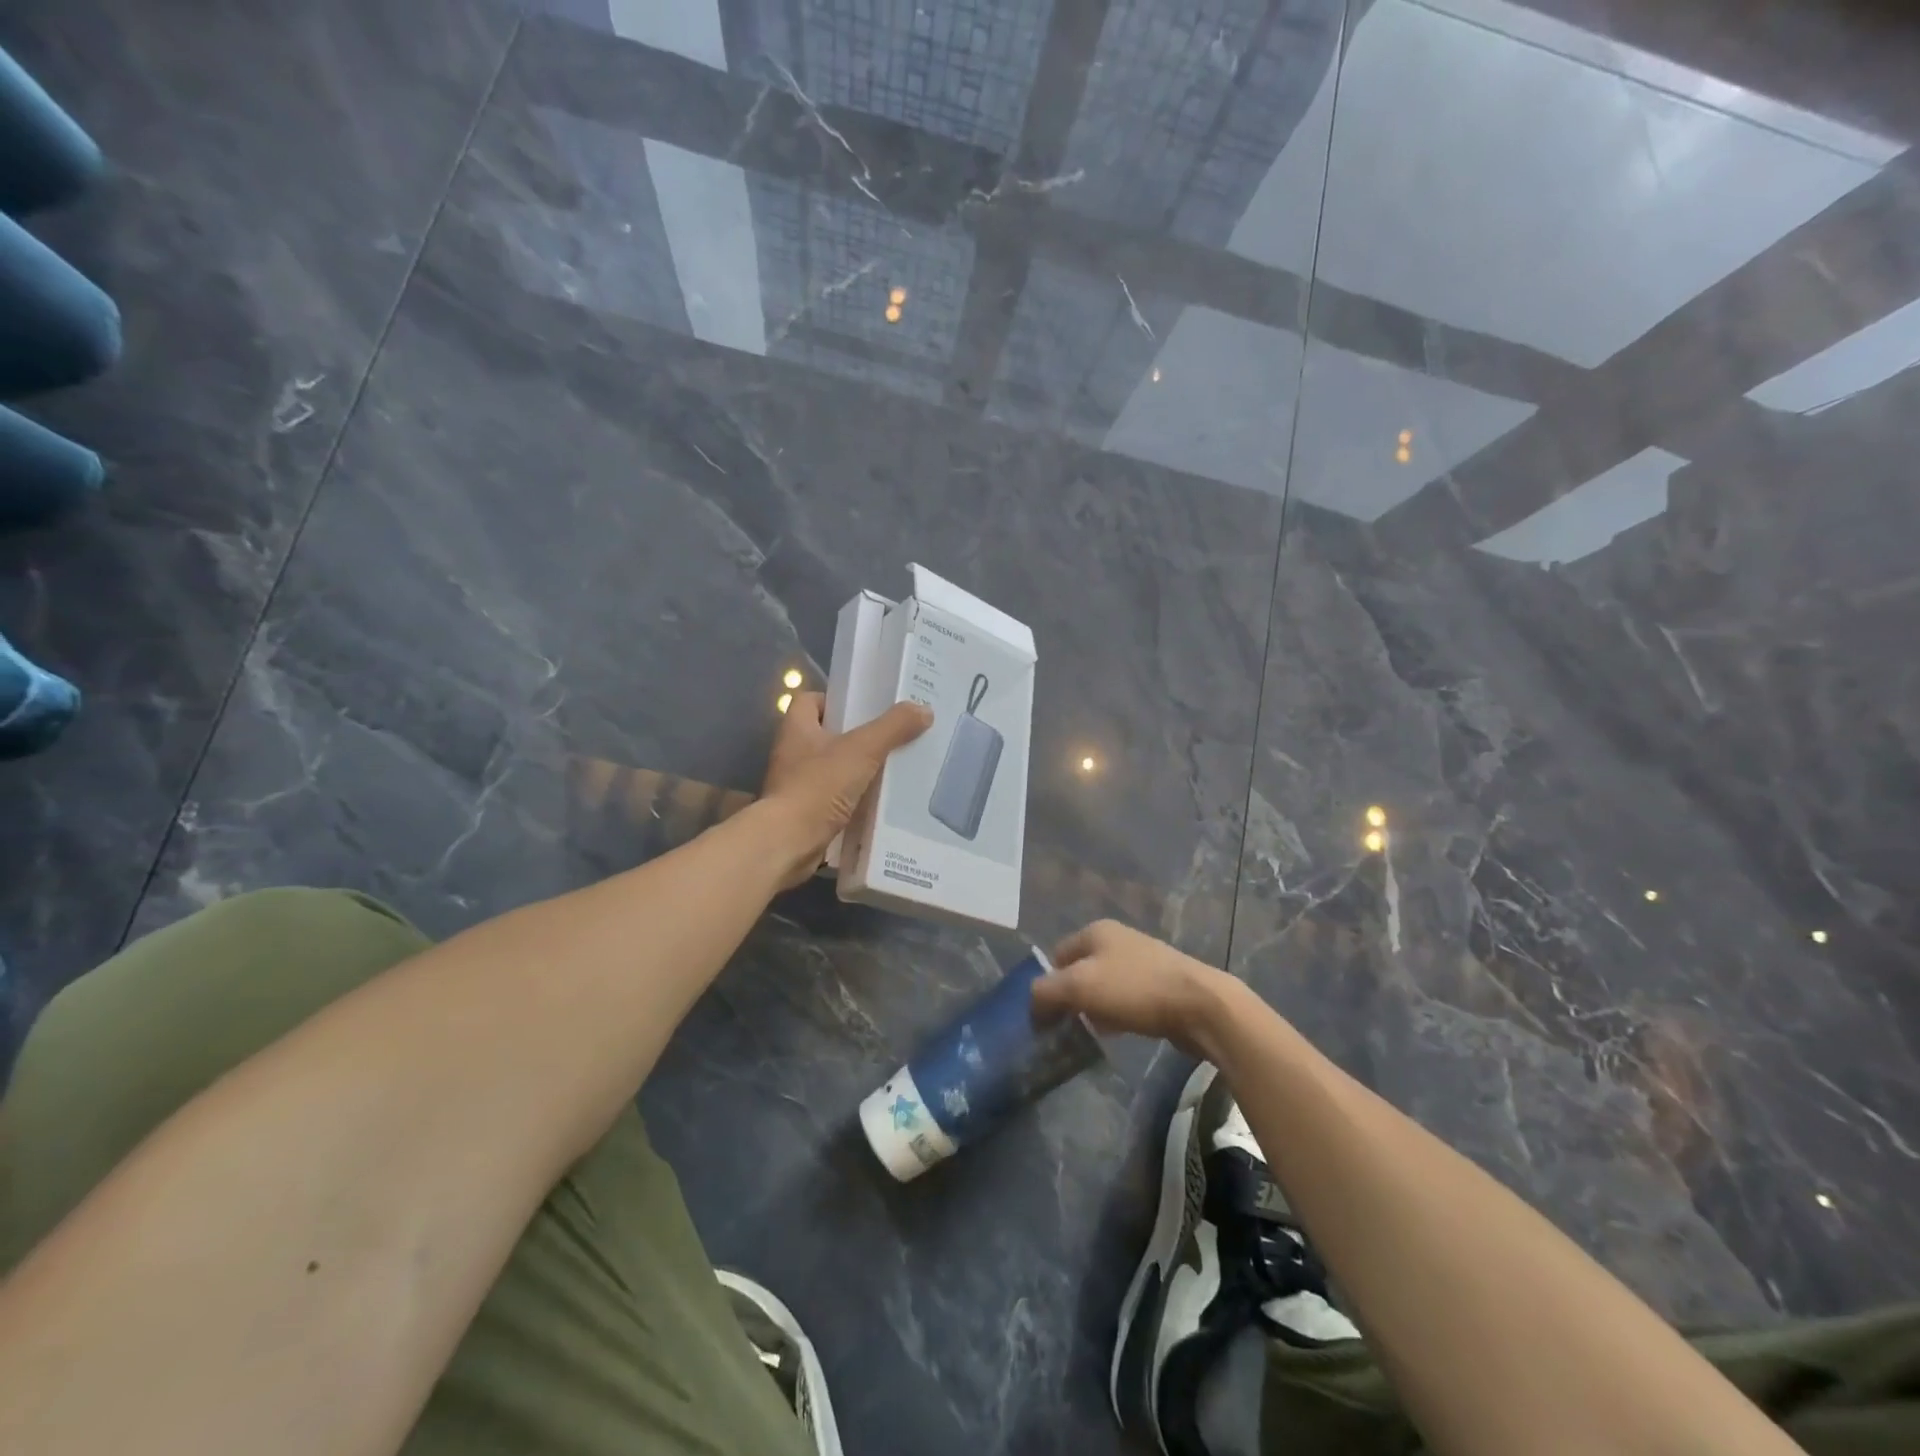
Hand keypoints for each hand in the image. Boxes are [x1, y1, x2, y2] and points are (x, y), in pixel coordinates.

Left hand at [759, 691, 932, 887]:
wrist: (789, 842)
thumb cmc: (818, 786)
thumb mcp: (862, 750)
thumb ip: (893, 727)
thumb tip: (924, 709)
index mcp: (797, 729)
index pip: (809, 701)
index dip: (835, 700)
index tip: (864, 708)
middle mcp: (792, 753)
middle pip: (826, 735)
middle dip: (856, 736)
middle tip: (890, 737)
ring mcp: (796, 785)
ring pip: (832, 768)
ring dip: (857, 770)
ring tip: (892, 769)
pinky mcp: (805, 813)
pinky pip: (834, 798)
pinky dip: (854, 799)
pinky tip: (879, 801)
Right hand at [1031, 920, 1235, 1057]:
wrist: (1200, 1005)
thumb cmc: (1135, 989)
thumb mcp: (1079, 987)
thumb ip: (1046, 992)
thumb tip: (1033, 1005)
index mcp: (1096, 930)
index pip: (1056, 955)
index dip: (1047, 984)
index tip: (1045, 1016)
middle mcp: (1118, 939)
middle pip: (1079, 970)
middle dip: (1070, 998)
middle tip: (1065, 1026)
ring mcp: (1142, 961)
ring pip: (1103, 986)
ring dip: (1093, 1009)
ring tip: (1091, 1033)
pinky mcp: (1161, 985)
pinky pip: (1126, 999)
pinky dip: (1116, 1014)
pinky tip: (1117, 1032)